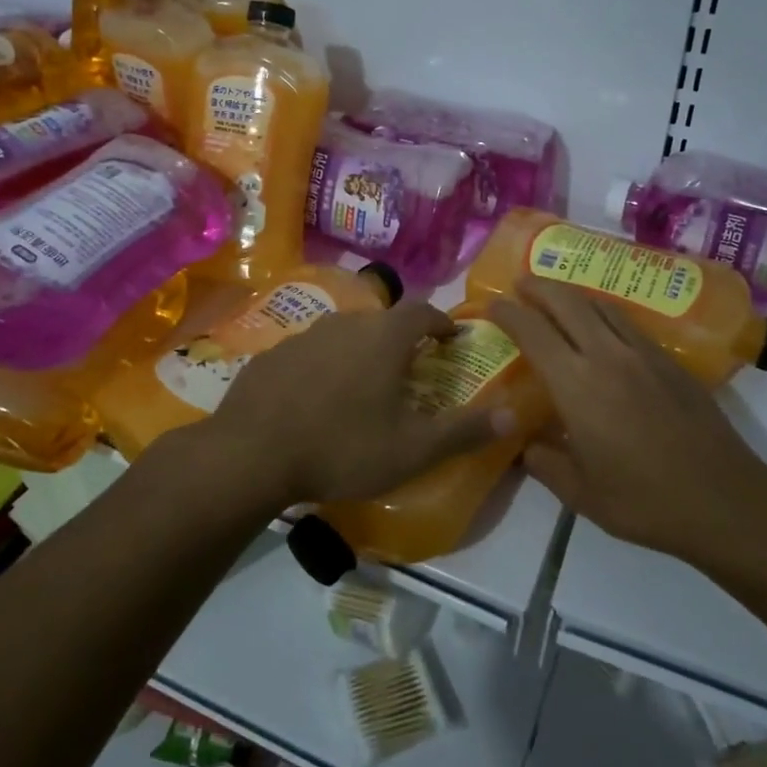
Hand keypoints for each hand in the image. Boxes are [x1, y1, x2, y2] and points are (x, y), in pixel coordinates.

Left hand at [209, 302, 511, 510]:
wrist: (251, 454)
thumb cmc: (342, 448)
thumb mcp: (413, 449)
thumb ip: (464, 430)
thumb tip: (515, 413)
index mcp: (383, 337)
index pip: (423, 312)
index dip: (441, 323)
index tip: (451, 338)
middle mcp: (345, 323)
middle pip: (382, 321)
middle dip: (401, 340)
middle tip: (410, 368)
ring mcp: (303, 335)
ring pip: (343, 334)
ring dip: (360, 351)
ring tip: (364, 384)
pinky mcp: (272, 354)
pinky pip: (309, 352)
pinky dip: (323, 366)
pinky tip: (317, 397)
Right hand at [488, 278, 766, 563]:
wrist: (724, 499)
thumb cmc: (645, 501)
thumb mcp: (580, 495)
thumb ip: (544, 464)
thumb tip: (525, 444)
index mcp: (577, 386)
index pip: (533, 333)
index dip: (509, 313)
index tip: (493, 305)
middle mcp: (607, 356)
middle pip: (567, 302)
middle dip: (540, 287)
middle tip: (521, 283)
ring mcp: (643, 354)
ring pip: (600, 305)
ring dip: (572, 293)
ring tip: (556, 294)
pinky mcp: (669, 360)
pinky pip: (627, 321)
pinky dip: (603, 311)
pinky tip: (601, 323)